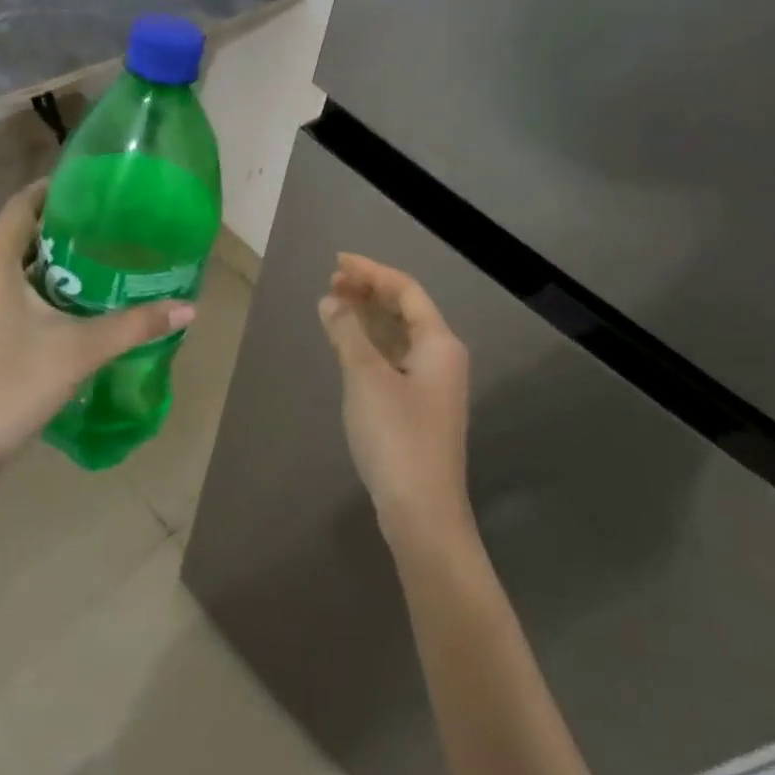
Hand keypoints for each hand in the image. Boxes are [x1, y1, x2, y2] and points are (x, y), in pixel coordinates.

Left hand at [0, 180, 193, 483]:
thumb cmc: (11, 387)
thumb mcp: (80, 351)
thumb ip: (134, 325)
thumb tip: (189, 308)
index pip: (22, 204)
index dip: (56, 189)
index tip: (97, 187)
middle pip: (19, 232)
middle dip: (63, 226)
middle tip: (111, 226)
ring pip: (11, 265)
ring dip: (51, 260)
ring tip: (100, 261)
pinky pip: (4, 291)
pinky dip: (36, 286)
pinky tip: (70, 306)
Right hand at [318, 253, 473, 553]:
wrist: (422, 512)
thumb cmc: (396, 436)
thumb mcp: (365, 378)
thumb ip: (347, 333)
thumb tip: (331, 301)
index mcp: (439, 343)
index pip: (406, 290)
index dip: (371, 272)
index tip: (336, 262)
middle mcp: (443, 358)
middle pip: (406, 310)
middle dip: (369, 292)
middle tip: (332, 283)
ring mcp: (434, 385)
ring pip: (400, 336)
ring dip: (369, 318)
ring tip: (335, 307)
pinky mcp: (421, 408)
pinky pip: (396, 359)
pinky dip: (372, 346)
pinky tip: (350, 348)